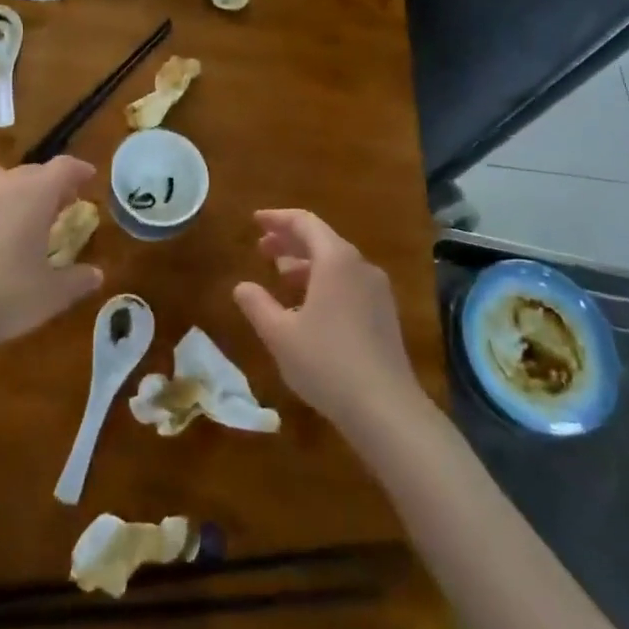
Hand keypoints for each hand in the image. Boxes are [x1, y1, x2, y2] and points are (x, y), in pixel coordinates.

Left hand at [0, 158, 103, 351]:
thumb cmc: (8, 297)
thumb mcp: (53, 293)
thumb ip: (79, 279)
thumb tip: (96, 275)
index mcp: (35, 194)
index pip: (63, 167)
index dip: (79, 170)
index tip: (88, 177)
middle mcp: (2, 184)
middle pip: (33, 172)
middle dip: (50, 185)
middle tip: (62, 204)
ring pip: (2, 182)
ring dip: (19, 193)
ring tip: (25, 218)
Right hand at [232, 209, 419, 426]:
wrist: (387, 409)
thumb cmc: (327, 362)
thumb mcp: (279, 334)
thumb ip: (257, 304)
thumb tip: (242, 286)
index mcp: (335, 260)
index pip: (304, 222)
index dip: (277, 219)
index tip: (255, 221)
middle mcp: (360, 266)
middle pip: (321, 240)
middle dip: (289, 241)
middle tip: (262, 249)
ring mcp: (377, 291)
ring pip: (336, 263)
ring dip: (306, 264)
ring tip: (280, 275)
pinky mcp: (384, 315)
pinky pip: (348, 283)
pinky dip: (324, 282)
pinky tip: (308, 306)